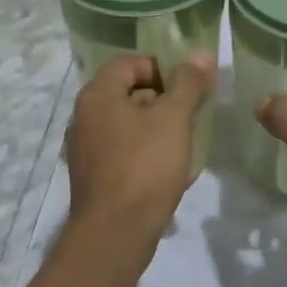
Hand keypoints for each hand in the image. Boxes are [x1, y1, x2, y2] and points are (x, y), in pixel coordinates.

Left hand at [66, 52, 214, 245]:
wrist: (114, 234)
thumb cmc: (144, 167)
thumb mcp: (174, 119)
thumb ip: (188, 84)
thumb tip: (202, 52)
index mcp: (97, 95)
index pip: (130, 63)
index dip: (162, 68)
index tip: (188, 88)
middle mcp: (84, 116)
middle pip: (127, 93)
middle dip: (162, 100)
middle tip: (190, 116)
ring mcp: (85, 149)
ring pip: (126, 124)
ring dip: (156, 129)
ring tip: (184, 145)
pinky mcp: (92, 177)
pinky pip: (122, 152)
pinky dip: (144, 153)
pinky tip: (169, 172)